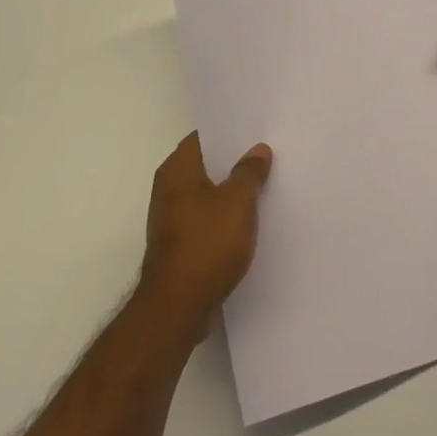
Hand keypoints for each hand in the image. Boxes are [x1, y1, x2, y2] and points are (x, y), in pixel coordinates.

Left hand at [141, 133, 272, 335]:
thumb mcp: (238, 201)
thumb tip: (257, 149)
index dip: (229, 132)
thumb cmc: (207, 243)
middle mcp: (168, 189)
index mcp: (177, 170)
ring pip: (208, 193)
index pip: (203, 137)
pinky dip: (226, 216)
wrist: (178, 306)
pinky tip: (251, 220)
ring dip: (231, 191)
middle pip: (206, 165)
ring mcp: (172, 218)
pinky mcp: (180, 244)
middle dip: (234, 161)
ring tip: (265, 184)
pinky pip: (208, 219)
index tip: (256, 129)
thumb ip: (249, 172)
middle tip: (267, 154)